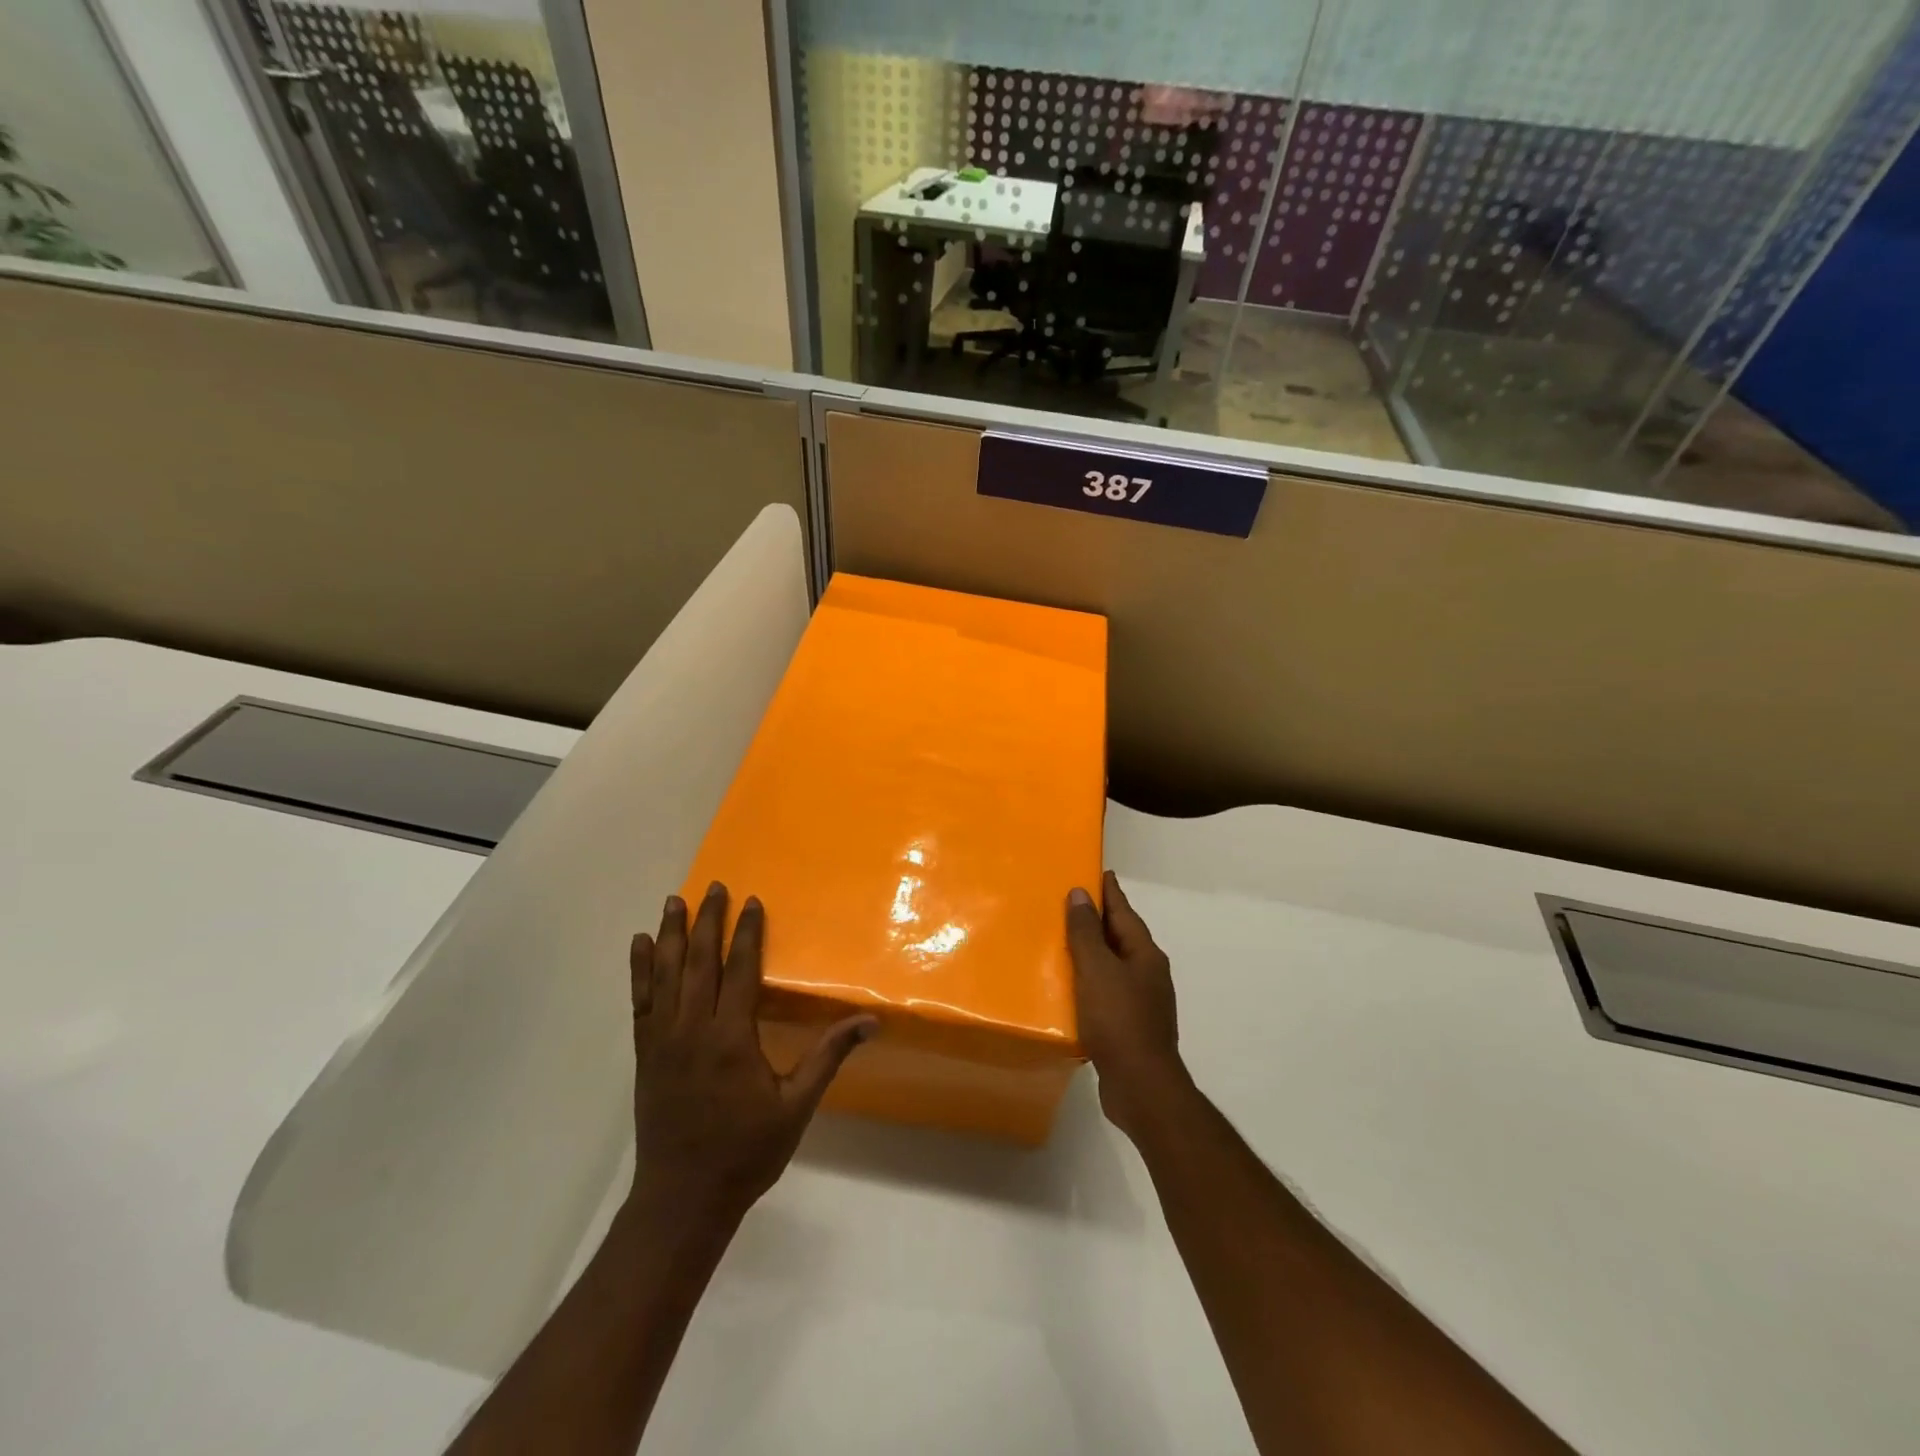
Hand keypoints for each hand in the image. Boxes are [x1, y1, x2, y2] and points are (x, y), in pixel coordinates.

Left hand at [628, 883, 874, 1223]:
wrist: (682, 1199)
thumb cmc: (745, 1152)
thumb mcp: (796, 1106)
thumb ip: (828, 1056)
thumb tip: (870, 1021)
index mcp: (732, 1038)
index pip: (739, 970)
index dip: (747, 933)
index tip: (752, 902)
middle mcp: (693, 1030)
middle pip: (700, 962)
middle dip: (709, 921)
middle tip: (715, 886)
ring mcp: (662, 1040)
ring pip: (665, 975)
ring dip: (671, 935)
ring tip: (674, 901)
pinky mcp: (644, 1053)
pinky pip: (640, 1002)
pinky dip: (639, 970)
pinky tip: (638, 946)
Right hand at [1066, 871, 1187, 1139]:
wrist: (1141, 1087)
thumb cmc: (1119, 1021)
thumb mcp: (1097, 970)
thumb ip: (1086, 933)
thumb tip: (1081, 893)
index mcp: (1145, 954)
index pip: (1124, 912)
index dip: (1109, 891)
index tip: (1095, 871)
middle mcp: (1147, 973)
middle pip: (1120, 937)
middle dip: (1097, 920)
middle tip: (1068, 903)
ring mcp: (1142, 1001)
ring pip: (1113, 965)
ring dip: (1091, 952)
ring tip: (1062, 942)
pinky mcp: (1129, 1026)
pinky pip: (1106, 992)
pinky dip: (1089, 982)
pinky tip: (1069, 988)